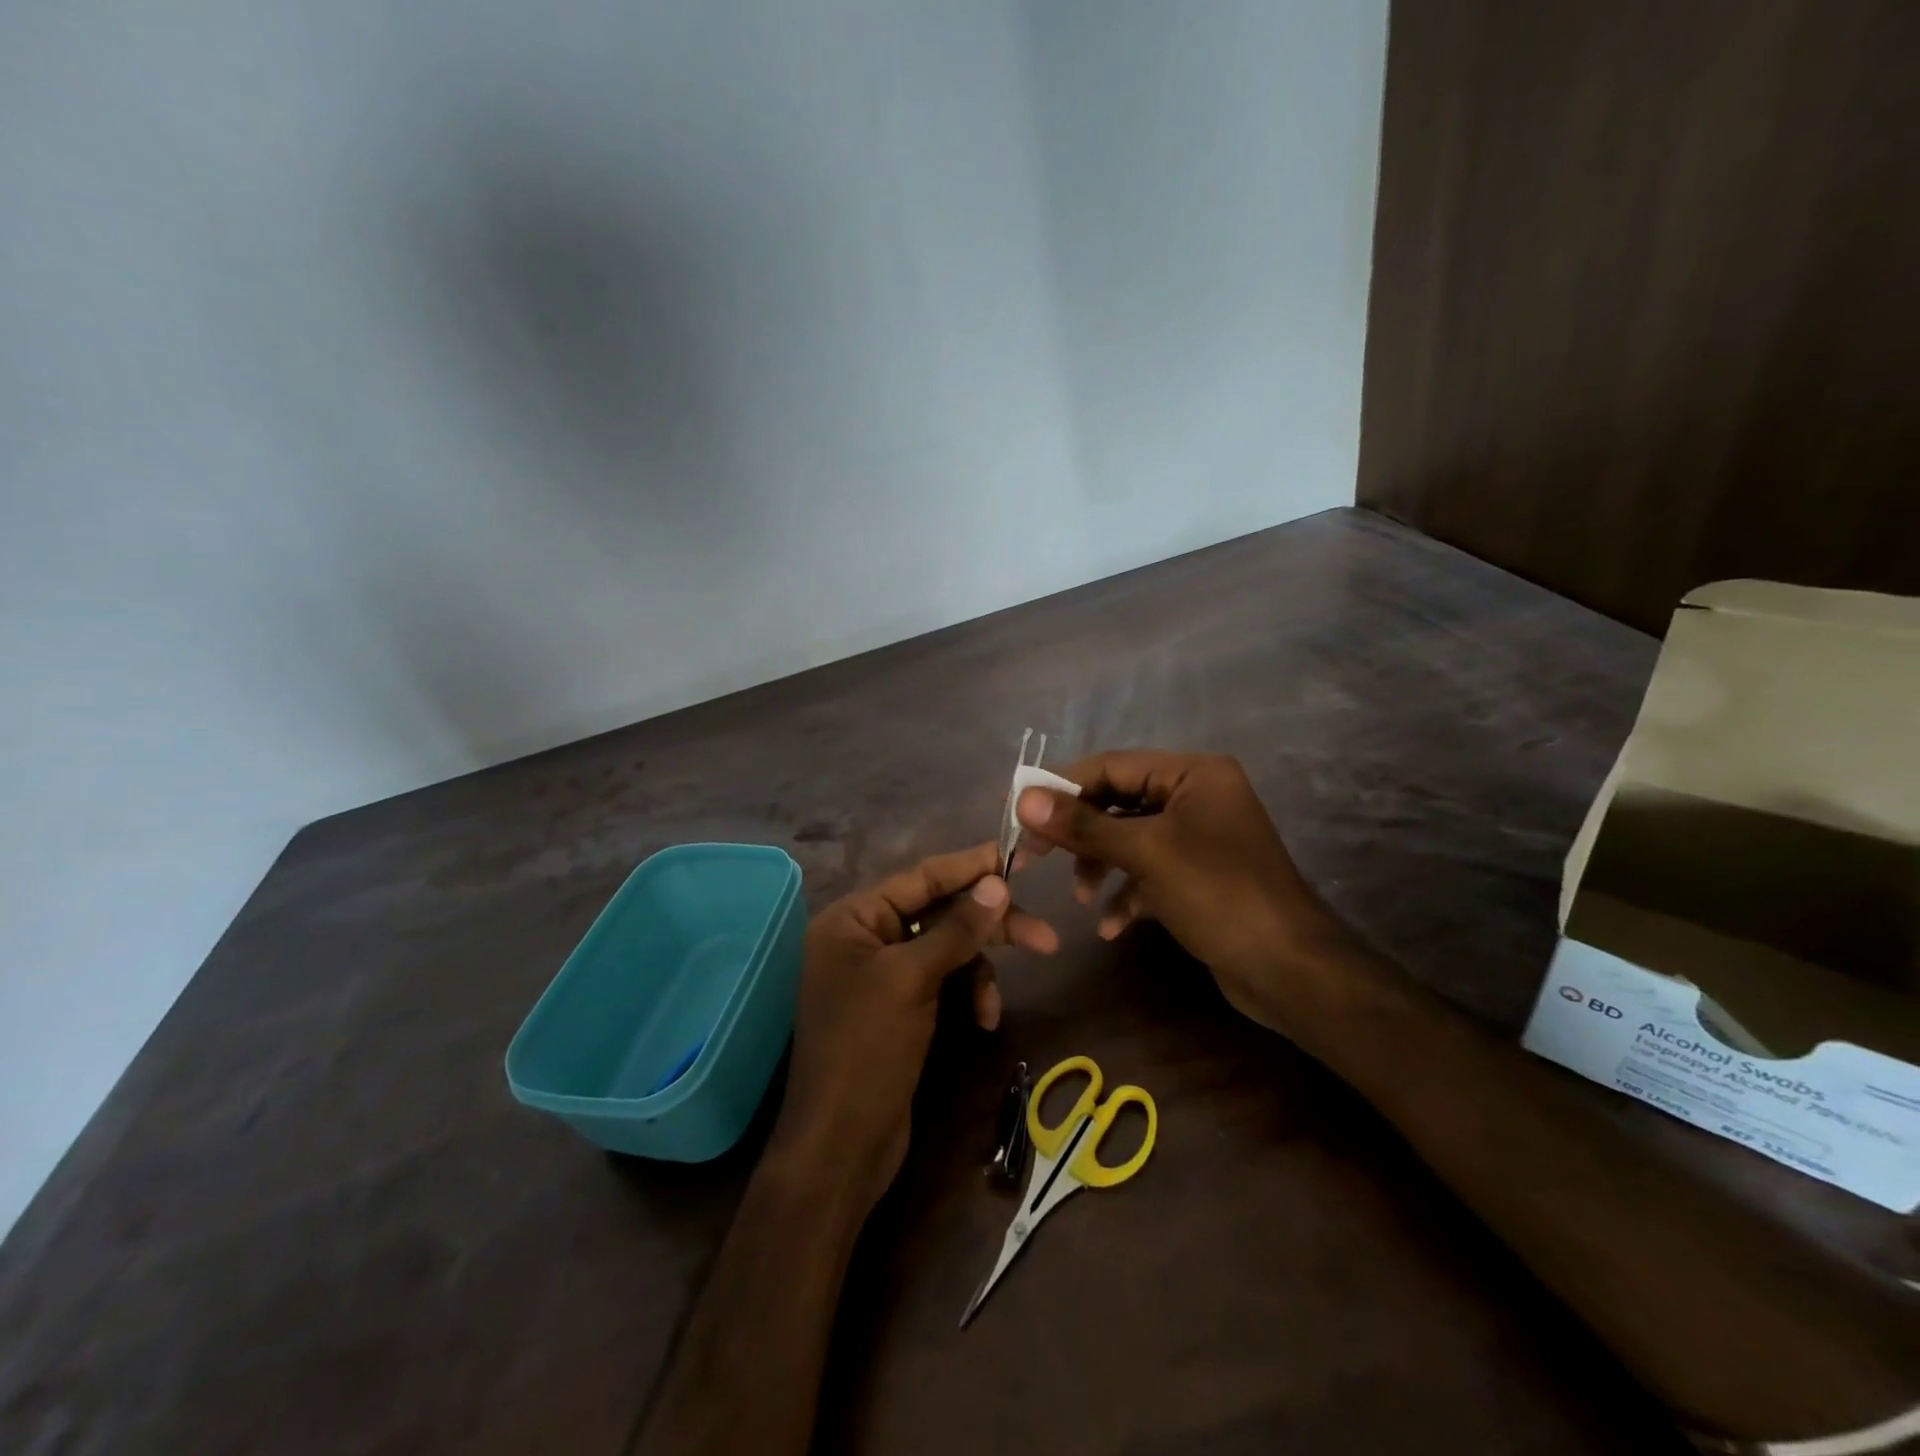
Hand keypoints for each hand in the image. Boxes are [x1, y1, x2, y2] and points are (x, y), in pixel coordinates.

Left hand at [772, 843, 1057, 1211]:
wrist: (841, 1146)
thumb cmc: (866, 1048)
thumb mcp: (912, 980)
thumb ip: (957, 928)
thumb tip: (997, 882)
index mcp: (853, 919)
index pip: (920, 878)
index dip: (969, 867)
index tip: (1014, 857)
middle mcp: (865, 938)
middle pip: (939, 913)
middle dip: (988, 926)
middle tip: (1044, 936)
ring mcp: (882, 974)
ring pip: (947, 949)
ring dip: (978, 971)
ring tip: (994, 1007)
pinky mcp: (900, 1006)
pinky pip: (943, 981)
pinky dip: (966, 995)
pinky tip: (983, 1021)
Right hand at [1014, 751, 1360, 1033]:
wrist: (1290, 971)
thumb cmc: (1219, 895)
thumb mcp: (1146, 853)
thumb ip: (1084, 825)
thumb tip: (1025, 798)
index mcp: (1193, 773)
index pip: (1112, 766)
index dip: (1062, 786)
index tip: (1018, 808)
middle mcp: (1196, 796)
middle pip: (1118, 802)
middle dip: (1079, 833)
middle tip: (1033, 855)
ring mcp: (1198, 838)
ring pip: (1129, 839)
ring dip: (1099, 866)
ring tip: (1079, 898)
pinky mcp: (1198, 876)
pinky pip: (1149, 872)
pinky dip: (1126, 893)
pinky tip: (1111, 926)